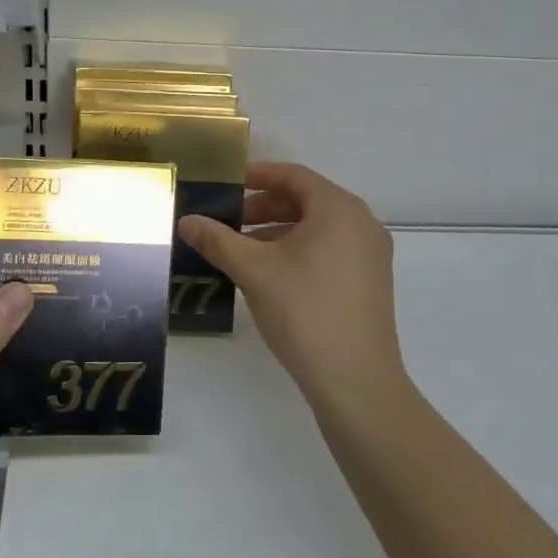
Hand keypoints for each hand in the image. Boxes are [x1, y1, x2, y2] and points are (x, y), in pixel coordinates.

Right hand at [178, 162, 404, 414]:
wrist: (356, 382)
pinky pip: (330, 250)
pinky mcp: (370, 282)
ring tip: (242, 250)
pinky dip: (299, 251)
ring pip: (318, 228)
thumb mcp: (254, 271)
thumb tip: (186, 221)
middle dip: (264, 208)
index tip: (228, 184)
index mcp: (339, 209)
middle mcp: (361, 223)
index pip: (294, 176)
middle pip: (307, 200)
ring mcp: (371, 255)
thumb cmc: (304, 311)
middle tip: (228, 221)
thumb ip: (218, 240)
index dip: (258, 175)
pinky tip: (271, 275)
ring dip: (278, 231)